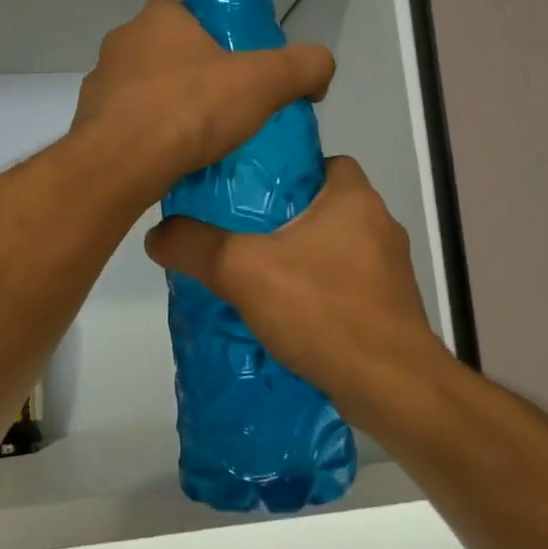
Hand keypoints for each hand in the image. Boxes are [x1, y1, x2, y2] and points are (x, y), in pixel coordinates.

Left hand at [69, 0, 334, 206]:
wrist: (123, 164)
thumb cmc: (192, 110)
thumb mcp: (265, 83)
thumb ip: (303, 67)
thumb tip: (321, 68)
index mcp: (158, 18)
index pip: (190, 16)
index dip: (216, 40)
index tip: (236, 73)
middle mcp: (122, 42)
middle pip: (168, 55)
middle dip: (193, 79)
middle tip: (223, 112)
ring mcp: (99, 83)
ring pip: (144, 92)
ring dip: (168, 111)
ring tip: (198, 144)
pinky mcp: (88, 123)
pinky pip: (127, 126)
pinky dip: (146, 140)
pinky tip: (169, 163)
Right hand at [143, 156, 444, 419]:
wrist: (391, 386)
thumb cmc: (323, 310)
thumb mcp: (243, 271)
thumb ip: (196, 246)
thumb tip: (156, 234)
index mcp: (355, 198)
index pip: (323, 161)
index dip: (285, 172)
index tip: (248, 195)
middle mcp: (380, 225)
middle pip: (323, 207)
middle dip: (284, 221)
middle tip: (239, 237)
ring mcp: (389, 270)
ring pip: (334, 249)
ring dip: (301, 260)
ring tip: (256, 279)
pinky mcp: (390, 308)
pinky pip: (344, 286)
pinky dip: (318, 294)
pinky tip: (288, 317)